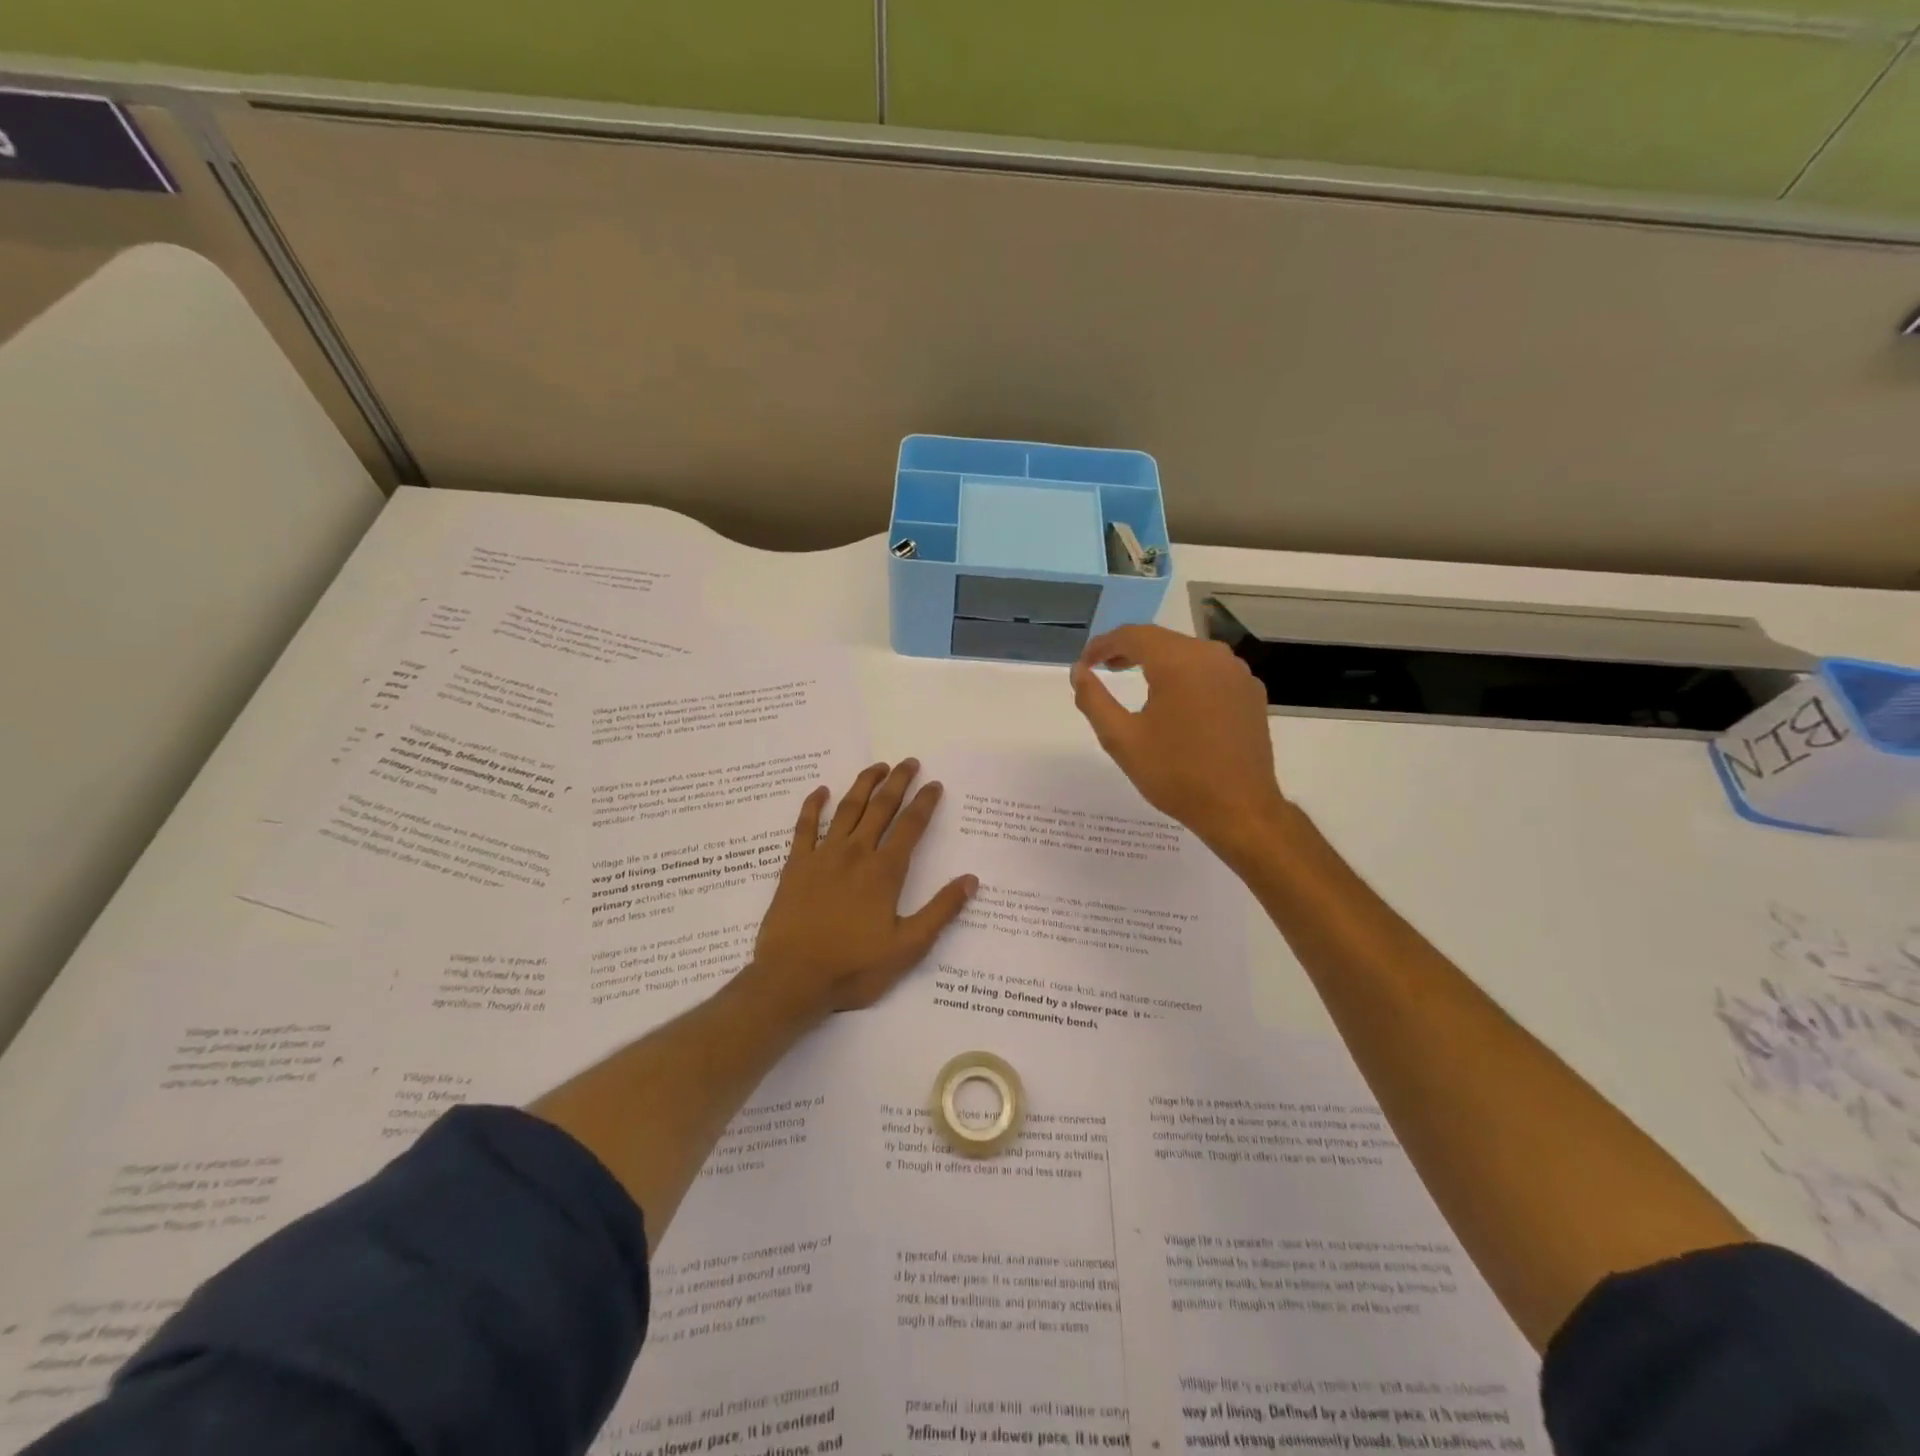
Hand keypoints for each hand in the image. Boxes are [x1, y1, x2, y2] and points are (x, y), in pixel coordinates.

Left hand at [748, 760, 977, 1017]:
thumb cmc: (853, 968)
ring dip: (864, 784)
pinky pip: (804, 826)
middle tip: (909, 762)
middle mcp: (855, 853)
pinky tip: (821, 791)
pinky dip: (813, 805)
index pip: (911, 826)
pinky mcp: (795, 865)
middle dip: (898, 782)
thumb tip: (971, 879)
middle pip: (880, 807)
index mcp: (885, 872)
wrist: (792, 980)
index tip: (935, 784)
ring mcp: (822, 856)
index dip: (925, 802)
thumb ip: (940, 911)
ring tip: (878, 767)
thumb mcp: (908, 947)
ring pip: (847, 809)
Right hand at [1071, 625, 1288, 856]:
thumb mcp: (1121, 739)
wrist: (1240, 809)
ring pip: (1188, 653)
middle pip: (1162, 640)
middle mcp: (1212, 656)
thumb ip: (1094, 699)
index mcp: (1179, 662)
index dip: (1103, 645)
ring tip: (1136, 680)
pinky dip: (1186, 676)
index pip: (1132, 635)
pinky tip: (1176, 701)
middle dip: (1129, 650)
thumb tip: (1078, 671)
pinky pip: (1211, 671)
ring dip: (1159, 661)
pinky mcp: (1251, 692)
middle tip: (1104, 669)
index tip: (1084, 664)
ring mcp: (1237, 673)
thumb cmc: (1175, 774)